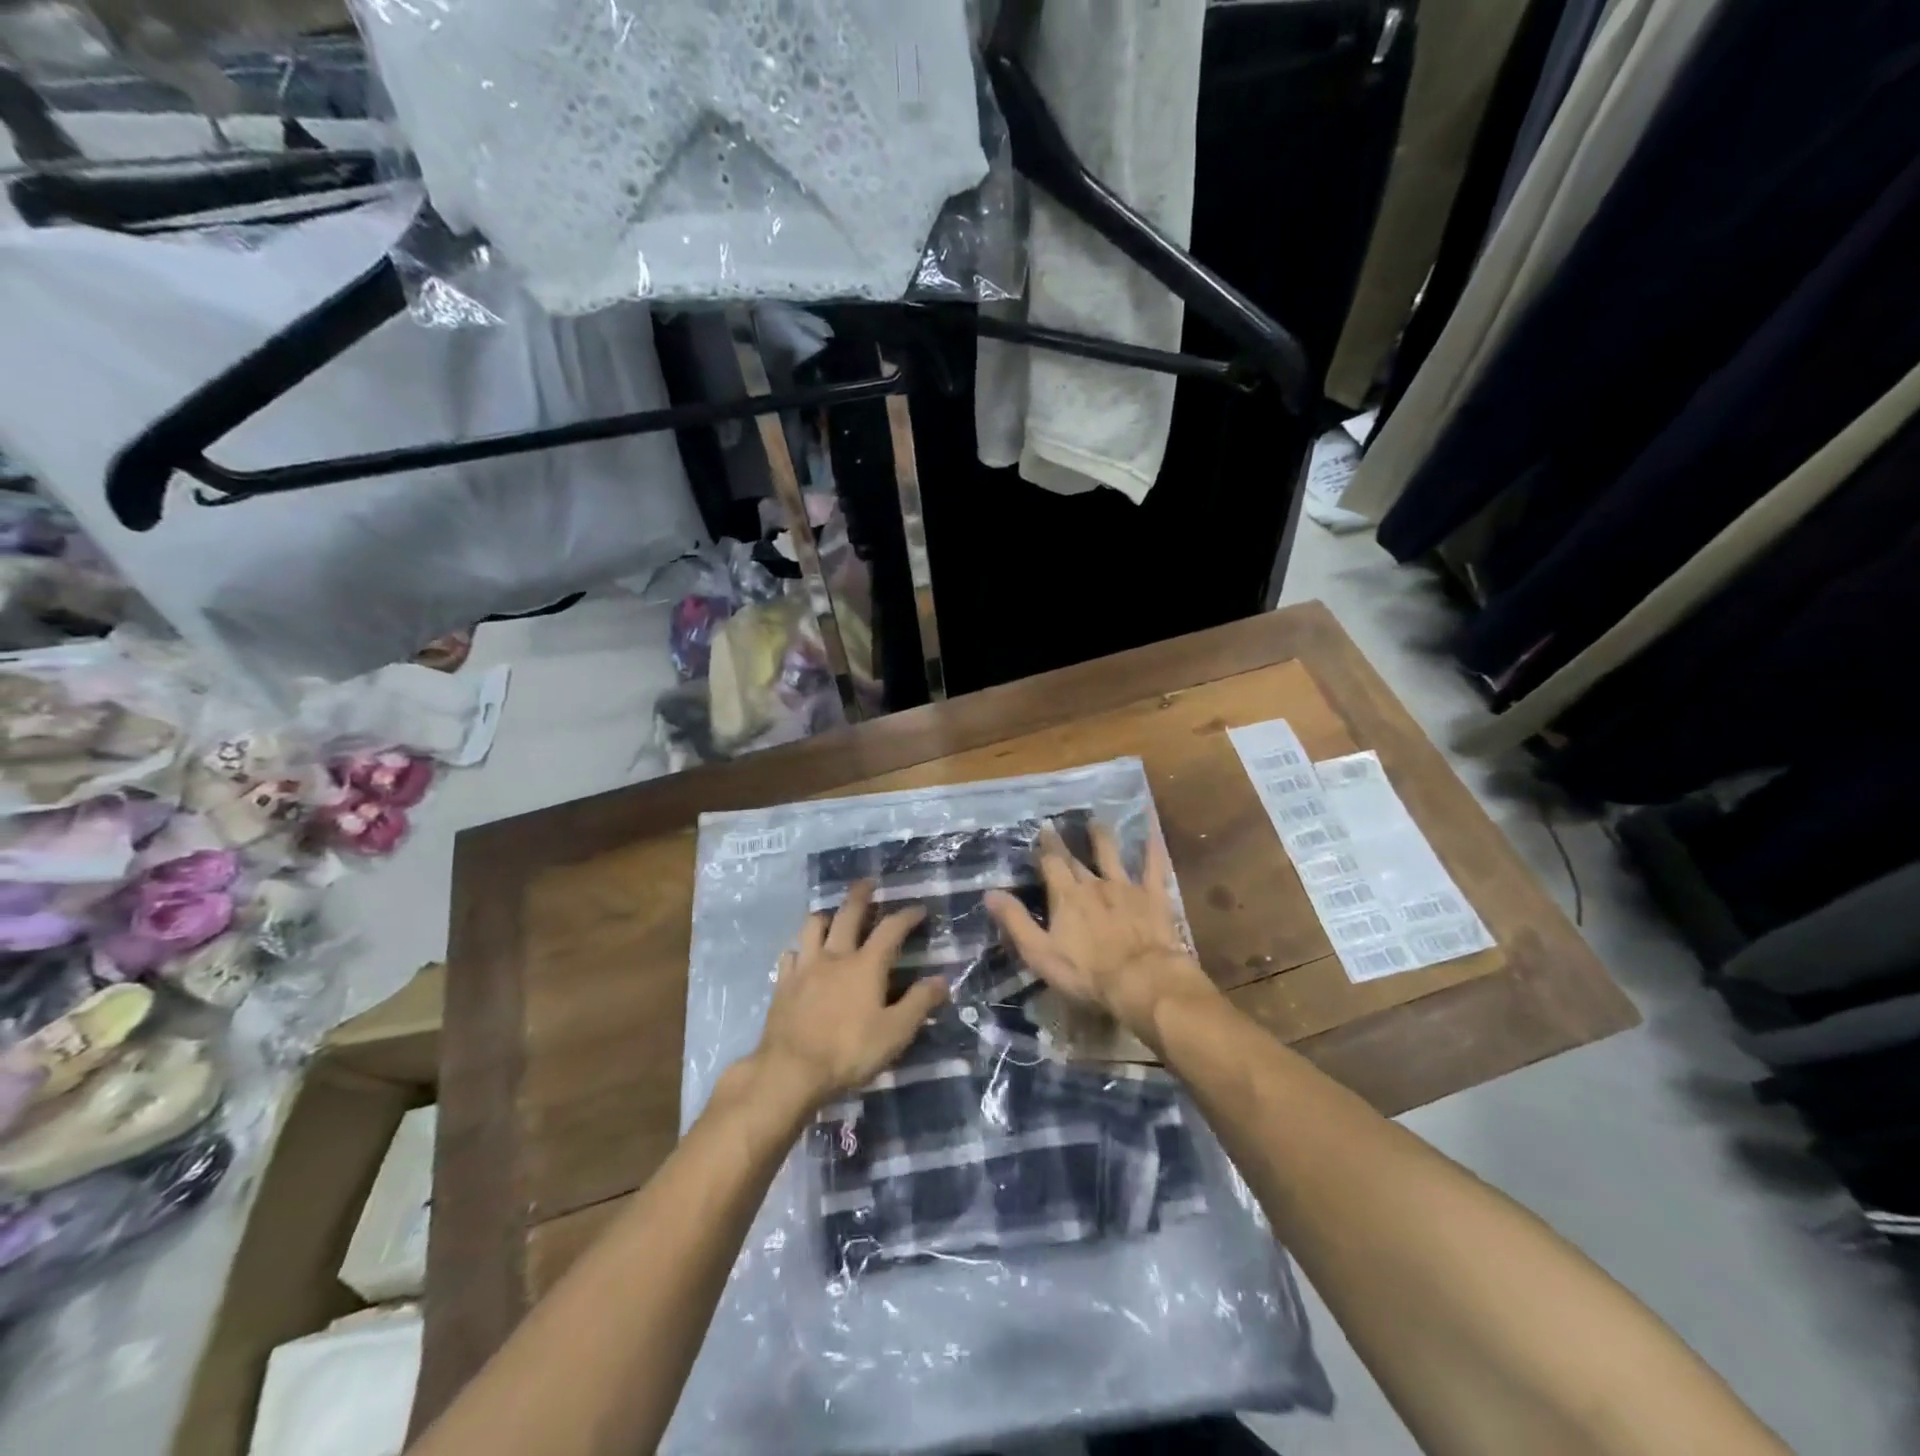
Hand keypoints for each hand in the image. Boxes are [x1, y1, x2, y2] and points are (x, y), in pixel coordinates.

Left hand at [754, 881, 947, 1107]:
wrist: (790, 1072)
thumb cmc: (848, 1051)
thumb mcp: (895, 1033)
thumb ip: (919, 1003)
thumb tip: (942, 979)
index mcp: (866, 965)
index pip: (891, 929)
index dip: (906, 915)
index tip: (918, 909)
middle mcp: (834, 956)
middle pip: (847, 914)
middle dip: (860, 896)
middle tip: (867, 883)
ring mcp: (804, 968)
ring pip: (812, 927)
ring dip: (825, 916)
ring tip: (831, 916)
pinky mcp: (782, 984)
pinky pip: (789, 955)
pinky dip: (799, 949)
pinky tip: (801, 956)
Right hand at [985, 821, 1218, 1044]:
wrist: (1141, 980)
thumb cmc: (1086, 973)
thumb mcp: (1040, 953)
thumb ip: (1015, 921)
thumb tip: (990, 892)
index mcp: (1066, 896)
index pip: (1051, 864)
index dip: (1044, 848)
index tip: (1040, 831)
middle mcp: (1094, 884)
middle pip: (1076, 859)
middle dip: (1065, 842)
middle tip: (1059, 824)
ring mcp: (1126, 887)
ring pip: (1112, 855)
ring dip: (1102, 837)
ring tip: (1097, 821)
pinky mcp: (1153, 897)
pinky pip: (1154, 867)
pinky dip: (1152, 848)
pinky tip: (1152, 832)